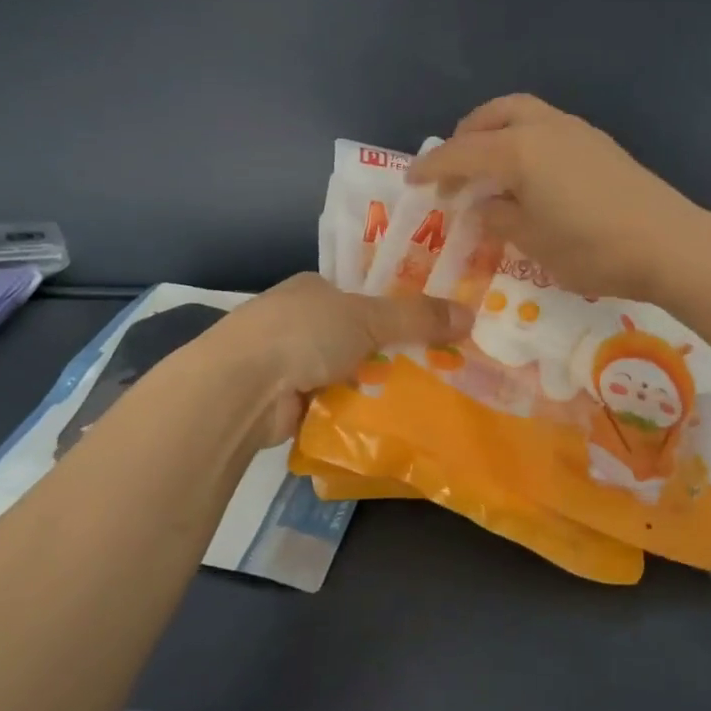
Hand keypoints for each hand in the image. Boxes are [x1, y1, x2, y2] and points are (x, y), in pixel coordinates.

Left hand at [209, 274, 469, 448]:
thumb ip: (417, 317)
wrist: (241, 387)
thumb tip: (470, 316)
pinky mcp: (284, 401)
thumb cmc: (304, 333)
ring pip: (345, 372)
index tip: (432, 326)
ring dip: (371, 385)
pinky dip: (352, 411)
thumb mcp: (368, 318)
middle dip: (388, 352)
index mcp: (313, 288)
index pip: (361, 295)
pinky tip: (385, 421)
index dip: (395, 309)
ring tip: (422, 398)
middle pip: (355, 336)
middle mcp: (298, 320)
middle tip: (437, 367)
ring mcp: (288, 362)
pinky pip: (331, 404)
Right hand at [409, 94, 708, 302]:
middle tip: (453, 168)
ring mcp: (575, 130)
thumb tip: (482, 207)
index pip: (461, 153)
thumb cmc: (593, 248)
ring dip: (496, 132)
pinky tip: (528, 174)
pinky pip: (545, 126)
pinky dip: (523, 139)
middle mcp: (543, 128)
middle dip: (465, 135)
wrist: (670, 244)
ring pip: (522, 114)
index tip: (410, 180)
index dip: (432, 167)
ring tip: (488, 167)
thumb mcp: (533, 242)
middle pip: (492, 115)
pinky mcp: (597, 142)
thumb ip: (499, 218)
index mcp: (519, 150)